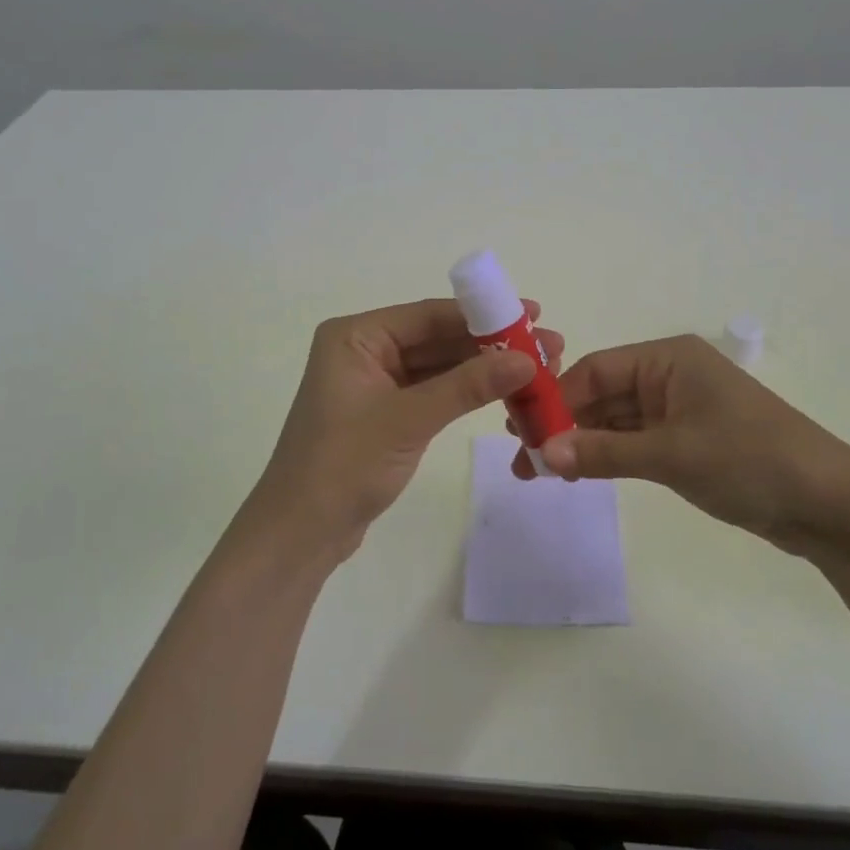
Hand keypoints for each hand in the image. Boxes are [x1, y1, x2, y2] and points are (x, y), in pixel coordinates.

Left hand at [245, 298, 564, 563]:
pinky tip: (504, 391)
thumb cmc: (344, 466)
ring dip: (484, 368)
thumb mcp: (410, 420)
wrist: (301, 535)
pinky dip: (466, 392)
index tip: (532, 314)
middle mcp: (364, 349)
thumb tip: (528, 358)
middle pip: (438, 338)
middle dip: (491, 344)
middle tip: (548, 346)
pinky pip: (433, 391)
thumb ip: (468, 385)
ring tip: (539, 369)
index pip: (429, 315)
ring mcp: (375, 382)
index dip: (484, 315)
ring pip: (439, 366)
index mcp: (356, 336)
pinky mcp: (386, 411)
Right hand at [513, 335, 849, 557]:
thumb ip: (604, 453)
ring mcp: (680, 410)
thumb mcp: (672, 455)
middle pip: (602, 394)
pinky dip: (609, 456)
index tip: (520, 431)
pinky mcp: (689, 441)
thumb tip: (542, 456)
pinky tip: (579, 473)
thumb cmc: (750, 459)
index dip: (557, 400)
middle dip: (564, 424)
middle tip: (523, 459)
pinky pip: (636, 441)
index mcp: (668, 359)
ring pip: (616, 420)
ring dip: (583, 443)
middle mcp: (670, 376)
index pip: (596, 371)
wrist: (829, 504)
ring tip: (541, 472)